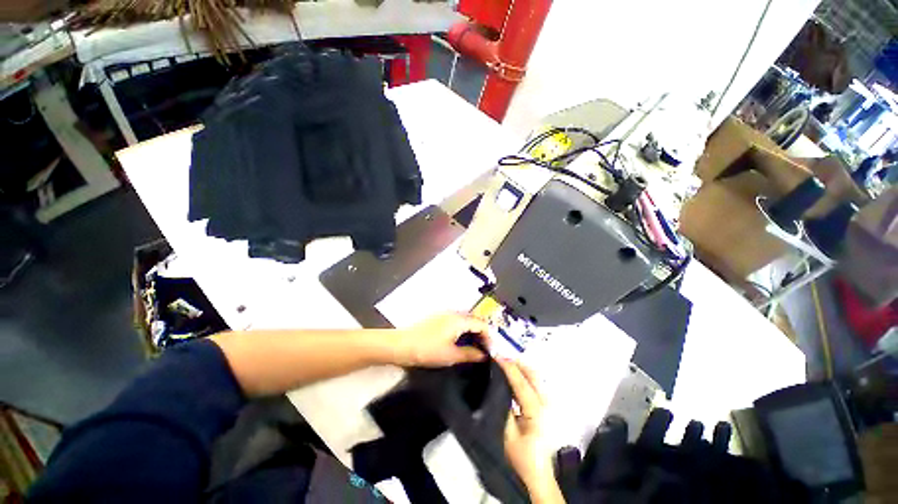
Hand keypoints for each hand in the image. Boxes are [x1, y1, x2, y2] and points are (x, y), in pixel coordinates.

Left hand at [392, 313, 490, 367]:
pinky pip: (457, 321)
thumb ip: (470, 354)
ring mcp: (445, 314)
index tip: (492, 351)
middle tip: (486, 350)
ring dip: (473, 332)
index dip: (490, 337)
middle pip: (474, 320)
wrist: (402, 345)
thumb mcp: (451, 355)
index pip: (481, 324)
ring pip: (465, 320)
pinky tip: (461, 341)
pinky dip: (463, 330)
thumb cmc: (428, 350)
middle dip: (482, 333)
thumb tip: (484, 355)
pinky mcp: (438, 318)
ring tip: (475, 347)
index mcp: (459, 320)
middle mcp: (454, 313)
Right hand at [500, 359, 563, 503]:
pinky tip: (512, 375)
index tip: (496, 355)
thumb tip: (498, 384)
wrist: (538, 474)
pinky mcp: (545, 405)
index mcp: (536, 411)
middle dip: (516, 362)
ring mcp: (548, 403)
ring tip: (503, 363)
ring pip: (534, 376)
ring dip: (520, 367)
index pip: (521, 383)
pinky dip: (523, 375)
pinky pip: (534, 383)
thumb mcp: (507, 434)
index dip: (509, 367)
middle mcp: (546, 403)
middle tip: (500, 356)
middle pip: (533, 374)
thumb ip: (504, 408)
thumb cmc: (521, 457)